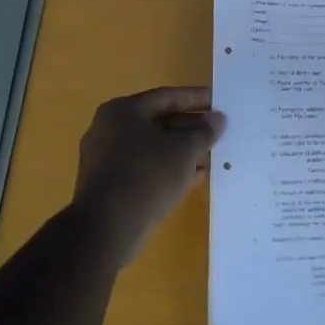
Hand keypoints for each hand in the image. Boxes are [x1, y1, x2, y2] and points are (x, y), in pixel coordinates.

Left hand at [72, 86, 225, 265]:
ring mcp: (105, 158)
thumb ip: (204, 132)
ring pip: (152, 148)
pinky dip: (168, 169)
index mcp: (123, 110)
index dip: (195, 99)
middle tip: (217, 132)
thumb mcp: (185, 150)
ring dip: (182, 152)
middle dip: (190, 129)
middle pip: (158, 122)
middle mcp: (109, 129)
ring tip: (211, 157)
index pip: (166, 97)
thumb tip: (218, 120)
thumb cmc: (147, 175)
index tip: (218, 102)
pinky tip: (194, 178)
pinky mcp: (108, 184)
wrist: (107, 227)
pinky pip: (144, 168)